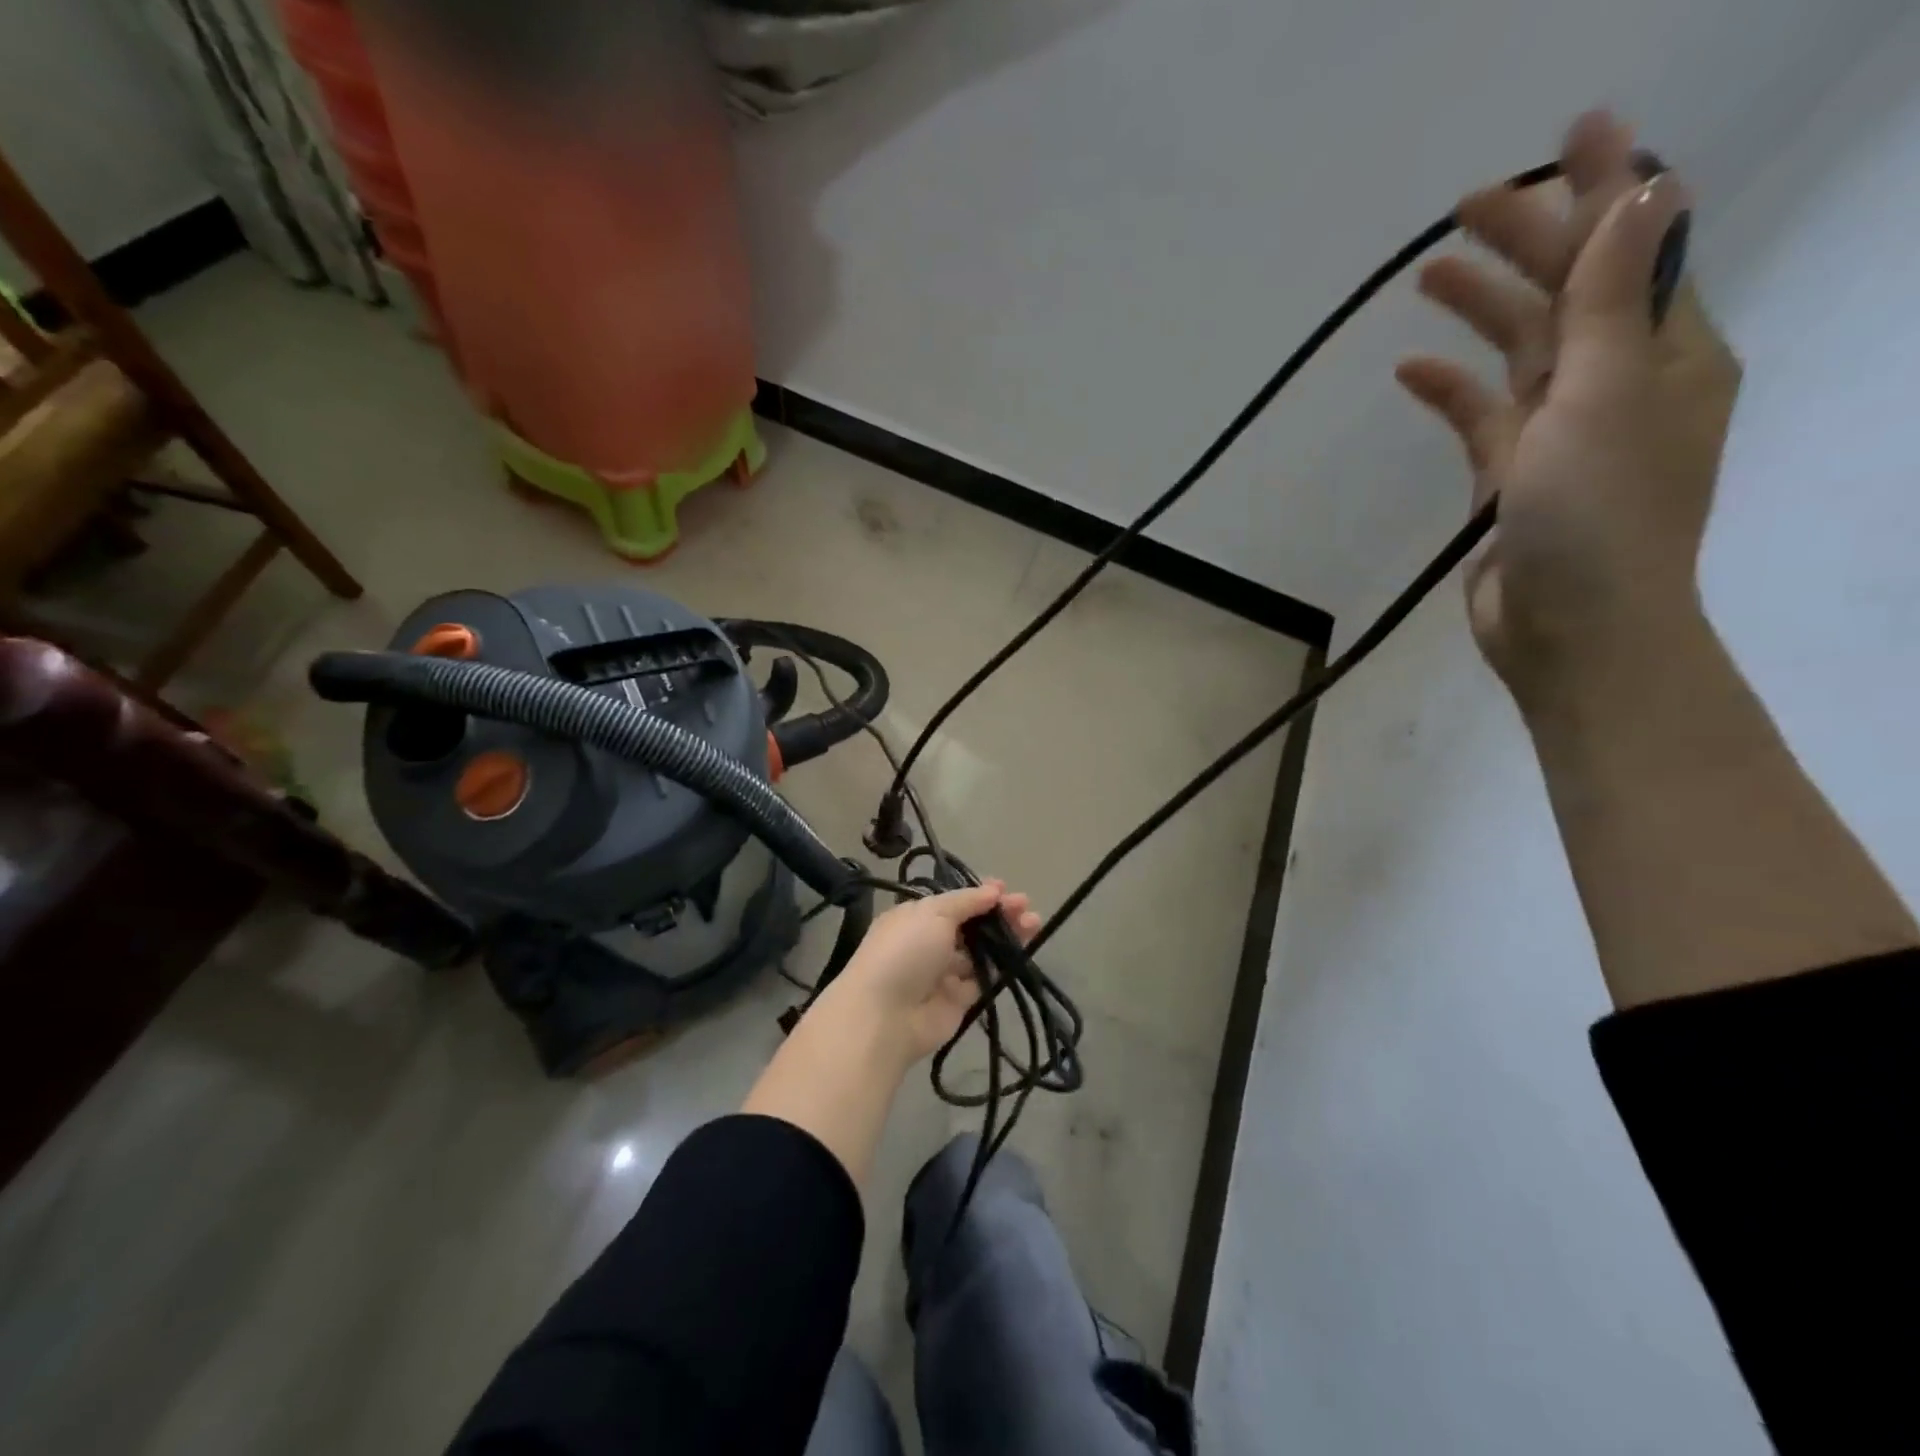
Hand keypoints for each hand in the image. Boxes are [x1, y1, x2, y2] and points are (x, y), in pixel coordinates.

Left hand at [821, 881, 1041, 1061]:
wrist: (886, 1016)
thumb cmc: (905, 951)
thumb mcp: (933, 913)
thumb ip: (966, 901)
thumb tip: (993, 891)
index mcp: (916, 917)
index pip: (953, 902)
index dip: (979, 895)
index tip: (1004, 889)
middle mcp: (929, 942)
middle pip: (971, 925)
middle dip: (998, 913)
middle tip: (1026, 906)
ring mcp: (944, 972)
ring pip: (981, 950)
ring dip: (1006, 936)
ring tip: (1033, 924)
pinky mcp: (960, 1000)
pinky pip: (984, 978)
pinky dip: (1002, 965)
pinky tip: (1022, 951)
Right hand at [1395, 110, 1742, 707]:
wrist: (1571, 628)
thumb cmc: (1599, 515)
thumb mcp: (1609, 397)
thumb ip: (1613, 299)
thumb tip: (1645, 190)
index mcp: (1667, 353)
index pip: (1638, 249)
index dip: (1611, 184)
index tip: (1576, 129)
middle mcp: (1620, 383)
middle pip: (1570, 293)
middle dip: (1526, 242)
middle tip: (1467, 205)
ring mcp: (1560, 433)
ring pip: (1519, 351)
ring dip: (1479, 310)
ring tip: (1428, 274)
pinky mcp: (1509, 477)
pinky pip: (1479, 416)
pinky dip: (1449, 390)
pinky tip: (1410, 371)